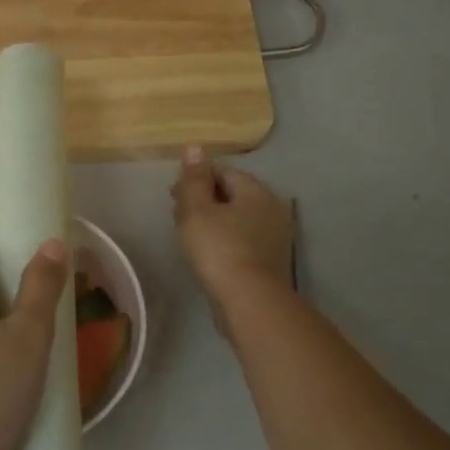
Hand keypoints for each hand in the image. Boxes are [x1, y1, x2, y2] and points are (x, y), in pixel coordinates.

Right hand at [172, 146, 295, 312]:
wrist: (249, 301)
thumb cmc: (219, 250)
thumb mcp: (197, 210)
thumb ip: (194, 179)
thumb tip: (195, 148)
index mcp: (256, 191)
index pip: (224, 171)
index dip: (197, 177)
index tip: (174, 193)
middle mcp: (272, 208)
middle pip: (234, 194)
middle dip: (206, 198)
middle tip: (179, 214)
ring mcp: (275, 236)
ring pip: (239, 218)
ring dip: (216, 220)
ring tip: (191, 234)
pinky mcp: (271, 261)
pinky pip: (244, 239)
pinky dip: (226, 239)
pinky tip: (210, 253)